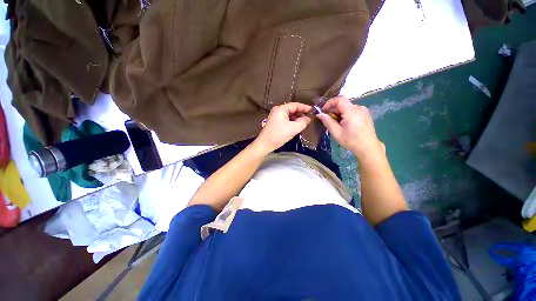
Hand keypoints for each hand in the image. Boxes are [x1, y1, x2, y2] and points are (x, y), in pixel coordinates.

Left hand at [254, 102, 311, 153]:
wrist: (265, 144)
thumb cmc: (279, 135)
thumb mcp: (294, 128)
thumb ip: (303, 122)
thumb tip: (308, 118)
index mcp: (281, 109)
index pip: (295, 105)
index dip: (305, 107)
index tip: (312, 110)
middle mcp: (277, 110)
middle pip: (292, 109)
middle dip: (301, 114)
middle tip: (309, 118)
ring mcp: (275, 116)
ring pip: (289, 115)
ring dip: (296, 119)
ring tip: (303, 123)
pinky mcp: (274, 122)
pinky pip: (286, 119)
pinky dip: (292, 122)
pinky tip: (296, 126)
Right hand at [316, 96, 383, 161]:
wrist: (368, 147)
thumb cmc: (351, 141)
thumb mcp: (336, 132)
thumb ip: (327, 121)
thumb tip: (319, 114)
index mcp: (351, 111)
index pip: (339, 99)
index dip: (329, 103)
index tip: (323, 110)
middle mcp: (358, 107)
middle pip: (342, 103)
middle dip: (333, 109)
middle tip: (327, 119)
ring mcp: (363, 110)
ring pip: (347, 107)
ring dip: (338, 112)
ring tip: (336, 123)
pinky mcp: (365, 114)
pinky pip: (352, 110)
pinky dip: (345, 114)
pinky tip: (344, 124)